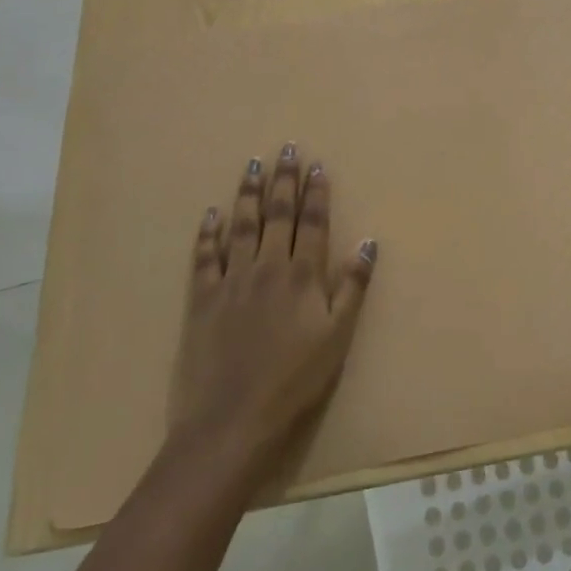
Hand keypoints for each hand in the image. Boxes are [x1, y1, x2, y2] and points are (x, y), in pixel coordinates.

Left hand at [170, 142, 376, 472]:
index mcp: (303, 276)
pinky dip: (208, 233)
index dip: (316, 193)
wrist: (232, 421)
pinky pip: (205, 257)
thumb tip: (369, 242)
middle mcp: (268, 267)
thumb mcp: (337, 338)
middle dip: (284, 180)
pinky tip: (211, 213)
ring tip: (253, 165)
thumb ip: (352, 288)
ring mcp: (231, 281)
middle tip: (287, 148)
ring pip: (242, 225)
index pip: (313, 223)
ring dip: (249, 193)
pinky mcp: (201, 299)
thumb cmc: (294, 383)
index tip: (317, 165)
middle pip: (278, 215)